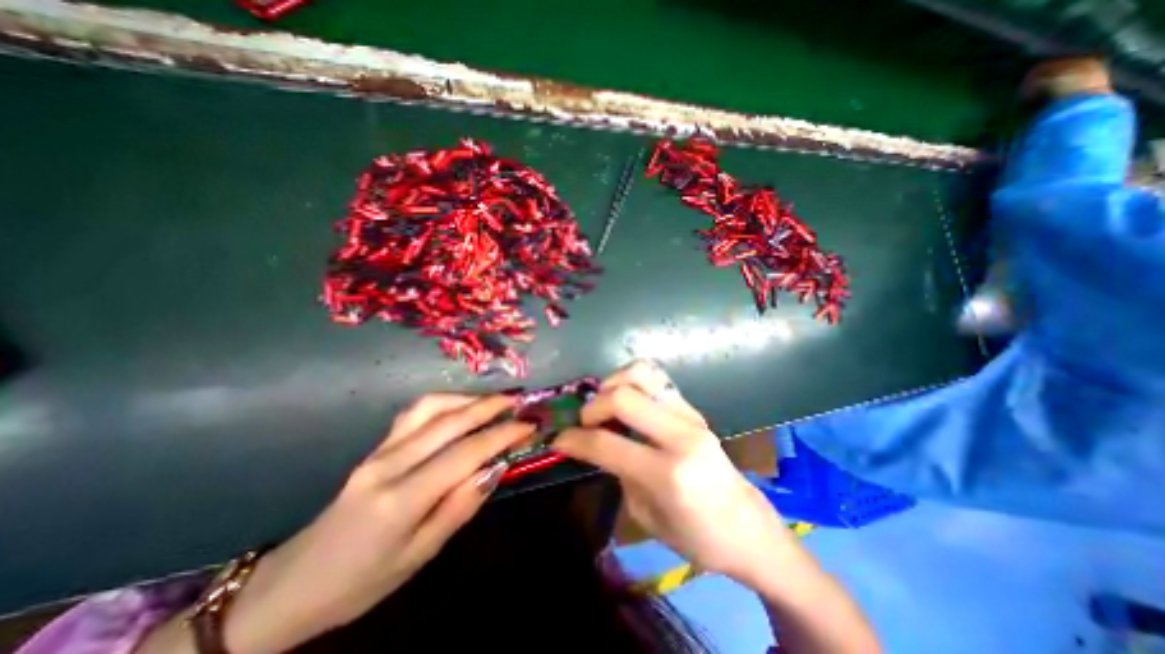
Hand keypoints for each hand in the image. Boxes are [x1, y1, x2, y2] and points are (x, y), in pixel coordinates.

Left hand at [222, 393, 531, 653]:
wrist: (292, 584)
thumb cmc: (362, 581)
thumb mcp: (420, 556)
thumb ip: (460, 507)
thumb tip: (495, 467)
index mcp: (401, 498)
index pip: (464, 453)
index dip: (501, 435)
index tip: (528, 425)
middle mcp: (389, 463)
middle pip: (449, 421)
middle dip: (489, 406)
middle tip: (519, 401)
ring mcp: (379, 450)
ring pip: (430, 407)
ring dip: (467, 398)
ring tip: (494, 401)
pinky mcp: (375, 446)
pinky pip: (414, 412)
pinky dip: (444, 401)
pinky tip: (460, 406)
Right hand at [551, 361, 791, 585]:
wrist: (748, 528)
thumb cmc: (697, 537)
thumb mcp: (645, 515)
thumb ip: (618, 472)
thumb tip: (594, 443)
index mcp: (667, 474)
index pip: (607, 443)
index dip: (575, 439)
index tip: (559, 439)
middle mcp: (680, 435)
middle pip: (623, 396)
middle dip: (593, 406)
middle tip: (585, 422)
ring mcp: (690, 415)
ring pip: (642, 373)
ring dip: (614, 383)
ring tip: (606, 404)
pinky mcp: (693, 408)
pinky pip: (657, 378)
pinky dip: (632, 381)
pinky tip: (626, 400)